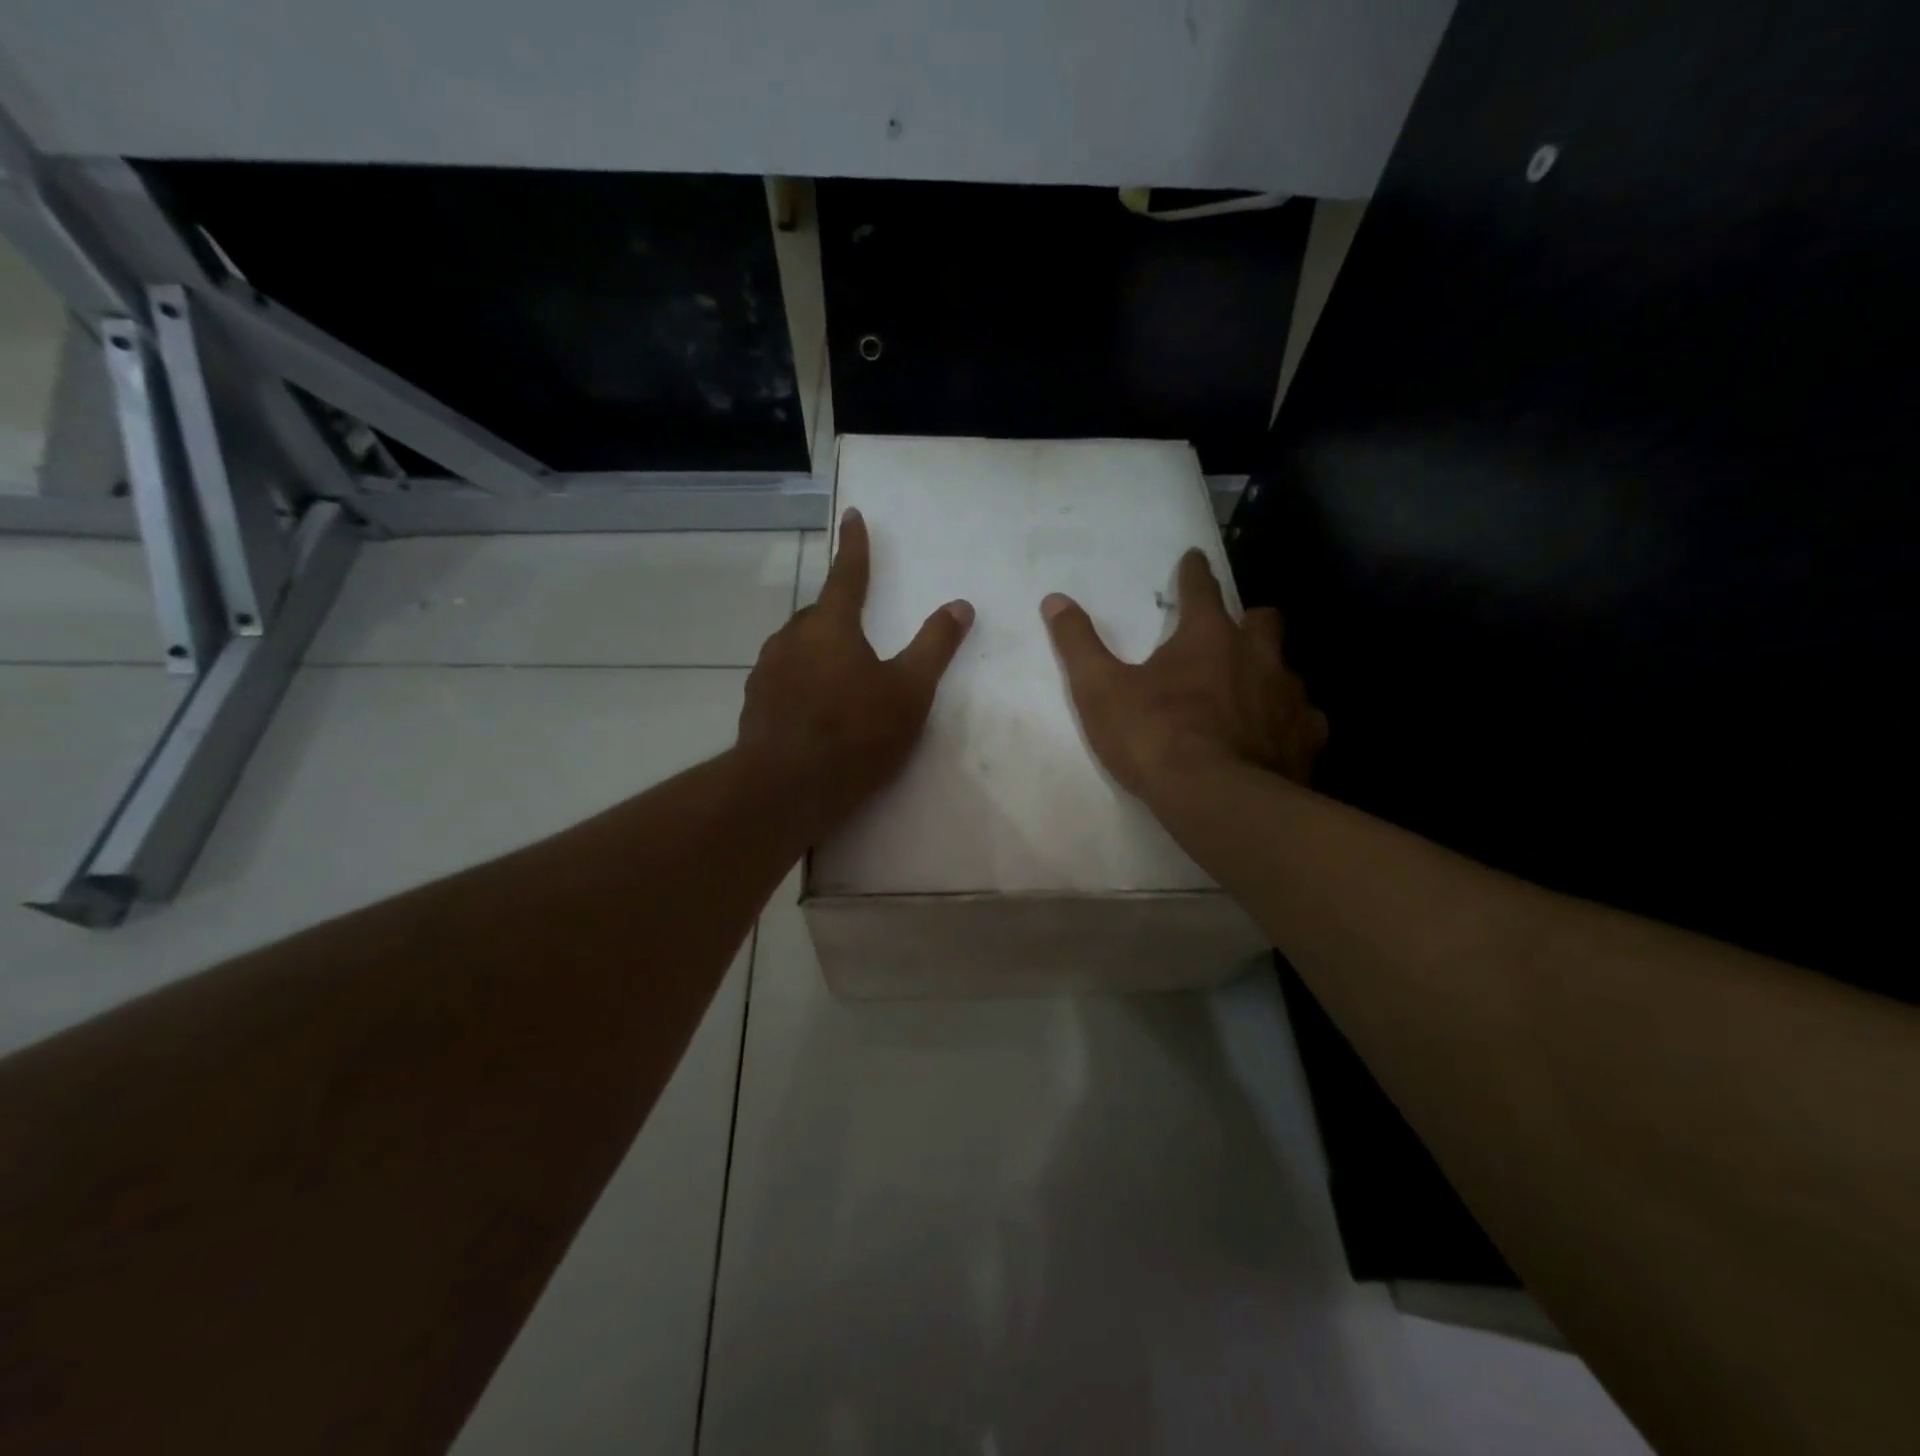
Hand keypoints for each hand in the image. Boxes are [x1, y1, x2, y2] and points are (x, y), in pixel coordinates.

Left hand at [738, 508, 973, 836]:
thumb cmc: (856, 733)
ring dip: (818, 651)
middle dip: (839, 614)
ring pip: (798, 647)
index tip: (853, 516)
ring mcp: (767, 671)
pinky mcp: (754, 703)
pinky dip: (802, 681)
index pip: (847, 575)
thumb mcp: (909, 691)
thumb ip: (935, 646)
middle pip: (819, 614)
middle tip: (860, 634)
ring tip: (841, 680)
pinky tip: (815, 710)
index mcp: (831, 626)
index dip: (855, 546)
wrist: (786, 787)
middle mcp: (792, 638)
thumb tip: (960, 605)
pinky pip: (784, 678)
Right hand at [1041, 549, 1326, 801]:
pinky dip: (1288, 721)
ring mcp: (1288, 697)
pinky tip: (1274, 736)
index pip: (1201, 589)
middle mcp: (1257, 656)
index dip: (1194, 572)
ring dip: (1268, 672)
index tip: (1194, 559)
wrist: (1215, 799)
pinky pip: (1304, 719)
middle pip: (1262, 620)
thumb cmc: (1154, 736)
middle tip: (1230, 634)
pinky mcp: (1305, 738)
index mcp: (1207, 637)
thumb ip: (1078, 643)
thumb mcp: (1099, 690)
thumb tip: (1055, 600)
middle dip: (1247, 620)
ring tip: (1249, 692)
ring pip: (1286, 669)